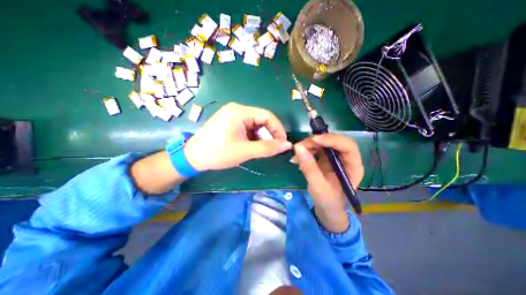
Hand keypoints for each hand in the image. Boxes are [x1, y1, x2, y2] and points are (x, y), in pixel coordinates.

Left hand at [183, 102, 291, 170]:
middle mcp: (237, 109)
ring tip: (262, 149)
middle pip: (261, 119)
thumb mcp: (245, 151)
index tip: (283, 144)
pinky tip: (252, 145)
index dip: (278, 129)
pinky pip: (248, 126)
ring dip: (262, 136)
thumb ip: (267, 148)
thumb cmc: (218, 153)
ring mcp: (232, 114)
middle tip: (274, 148)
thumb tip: (287, 145)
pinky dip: (253, 136)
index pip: (267, 116)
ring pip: (255, 124)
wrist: (192, 157)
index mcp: (240, 112)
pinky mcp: (230, 121)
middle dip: (270, 134)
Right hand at [294, 134, 363, 232]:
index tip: (313, 140)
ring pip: (324, 143)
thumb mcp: (318, 187)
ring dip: (309, 145)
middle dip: (317, 141)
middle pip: (335, 141)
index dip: (331, 140)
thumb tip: (298, 147)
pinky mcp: (326, 158)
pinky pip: (317, 148)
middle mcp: (347, 159)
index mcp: (353, 167)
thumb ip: (309, 167)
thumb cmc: (328, 201)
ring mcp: (336, 157)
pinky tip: (298, 158)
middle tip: (301, 145)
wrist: (327, 208)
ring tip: (297, 153)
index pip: (348, 146)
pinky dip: (306, 150)